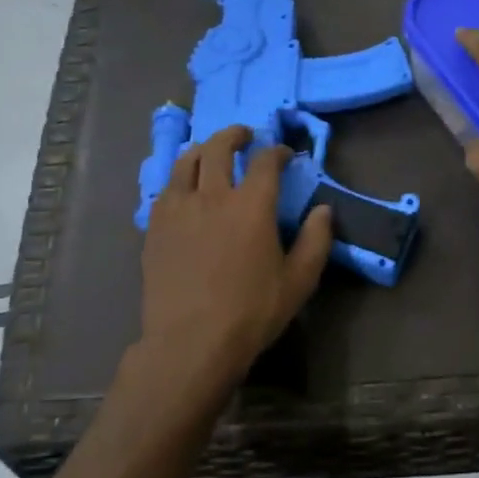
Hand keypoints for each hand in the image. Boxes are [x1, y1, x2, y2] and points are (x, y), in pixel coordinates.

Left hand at [137, 124, 332, 391]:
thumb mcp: (299, 281)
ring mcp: (178, 209)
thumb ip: (316, 241)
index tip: (284, 154)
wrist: (191, 342)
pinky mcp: (154, 227)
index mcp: (252, 205)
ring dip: (201, 150)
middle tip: (244, 136)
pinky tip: (183, 189)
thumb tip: (323, 210)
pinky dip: (179, 179)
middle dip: (234, 136)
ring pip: (185, 162)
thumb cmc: (251, 312)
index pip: (265, 162)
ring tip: (208, 153)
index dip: (277, 151)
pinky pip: (165, 189)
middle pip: (219, 148)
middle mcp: (213, 196)